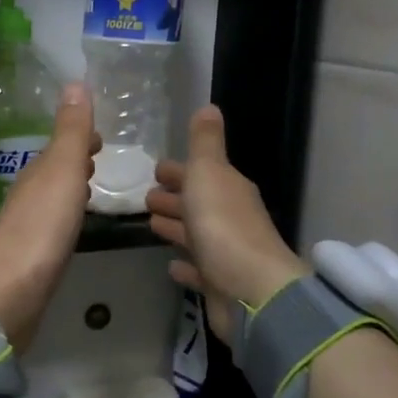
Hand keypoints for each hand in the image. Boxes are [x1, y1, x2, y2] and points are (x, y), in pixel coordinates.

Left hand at [0, 84, 99, 352]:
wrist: (9, 293)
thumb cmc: (41, 227)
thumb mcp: (62, 171)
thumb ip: (71, 132)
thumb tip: (74, 81)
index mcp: (36, 173)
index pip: (59, 146)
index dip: (79, 138)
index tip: (101, 134)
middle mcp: (28, 196)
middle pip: (54, 171)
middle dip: (76, 160)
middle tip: (102, 154)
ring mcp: (28, 229)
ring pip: (53, 198)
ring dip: (71, 187)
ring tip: (94, 184)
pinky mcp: (32, 260)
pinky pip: (53, 226)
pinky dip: (67, 216)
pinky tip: (75, 226)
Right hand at [146, 105, 306, 339]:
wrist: (252, 291)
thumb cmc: (223, 225)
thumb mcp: (209, 173)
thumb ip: (205, 142)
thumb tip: (209, 106)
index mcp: (228, 189)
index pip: (201, 174)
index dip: (178, 171)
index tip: (155, 170)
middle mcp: (230, 218)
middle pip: (198, 203)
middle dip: (174, 198)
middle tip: (145, 197)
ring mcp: (226, 253)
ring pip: (196, 235)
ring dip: (175, 228)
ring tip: (150, 225)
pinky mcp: (219, 285)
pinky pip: (198, 270)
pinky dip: (185, 265)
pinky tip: (171, 266)